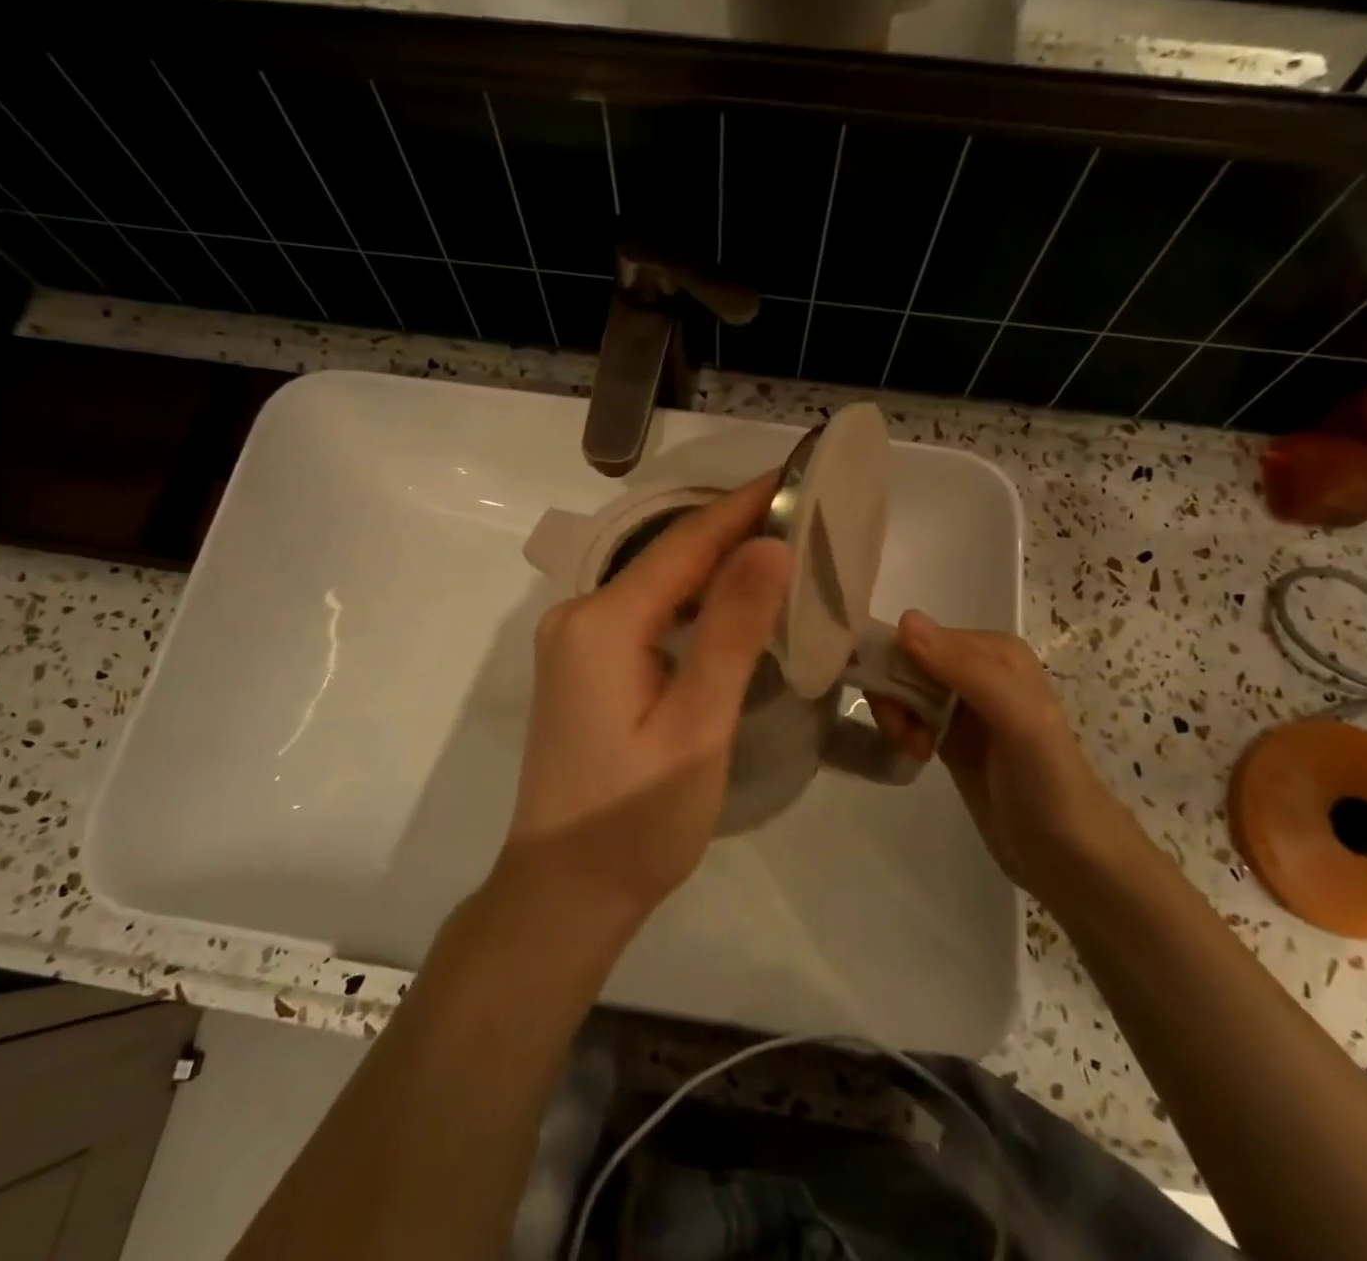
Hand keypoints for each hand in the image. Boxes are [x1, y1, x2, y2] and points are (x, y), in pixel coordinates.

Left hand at [498, 475, 792, 928]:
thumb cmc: (637, 821)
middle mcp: (578, 616)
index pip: (684, 545)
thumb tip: (767, 546)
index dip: (741, 507)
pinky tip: (729, 601)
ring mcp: (574, 641)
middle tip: (801, 514)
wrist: (564, 891)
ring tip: (779, 547)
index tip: (793, 476)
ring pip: (656, 585)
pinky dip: (691, 601)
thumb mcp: (697, 726)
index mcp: (602, 623)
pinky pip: (644, 614)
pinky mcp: (582, 665)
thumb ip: (731, 631)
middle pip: (666, 559)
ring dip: (714, 566)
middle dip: (732, 532)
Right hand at [870, 611, 1134, 898]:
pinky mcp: (954, 736)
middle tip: (907, 736)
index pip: (920, 638)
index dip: (898, 669)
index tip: (900, 712)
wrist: (1073, 861)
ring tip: (916, 750)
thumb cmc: (1048, 784)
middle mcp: (978, 669)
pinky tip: (918, 755)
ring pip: (904, 689)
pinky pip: (910, 714)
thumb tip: (903, 621)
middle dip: (896, 696)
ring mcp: (965, 705)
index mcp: (996, 651)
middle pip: (907, 662)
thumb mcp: (1017, 720)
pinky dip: (903, 731)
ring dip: (897, 717)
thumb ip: (965, 669)